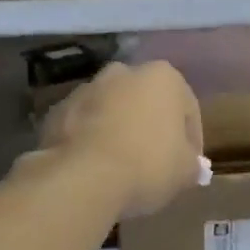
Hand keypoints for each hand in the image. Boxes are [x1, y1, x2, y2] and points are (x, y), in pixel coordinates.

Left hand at [40, 62, 202, 218]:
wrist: (82, 177)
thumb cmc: (147, 165)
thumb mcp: (185, 171)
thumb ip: (192, 163)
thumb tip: (191, 166)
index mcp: (163, 77)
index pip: (187, 109)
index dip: (192, 141)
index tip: (188, 166)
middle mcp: (123, 72)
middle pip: (146, 103)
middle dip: (152, 128)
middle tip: (156, 163)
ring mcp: (86, 89)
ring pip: (113, 111)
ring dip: (120, 132)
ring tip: (123, 168)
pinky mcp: (57, 111)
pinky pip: (84, 126)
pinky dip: (92, 141)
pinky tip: (96, 169)